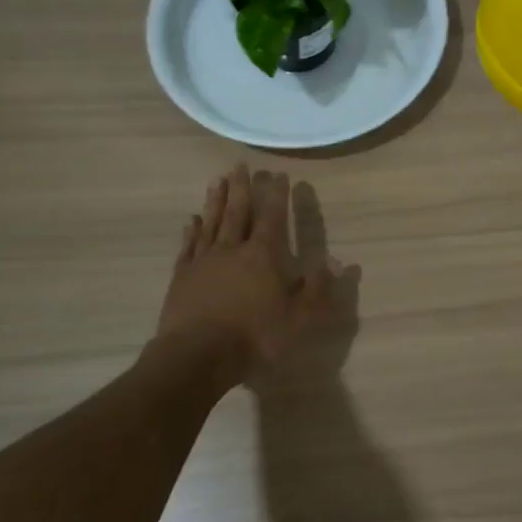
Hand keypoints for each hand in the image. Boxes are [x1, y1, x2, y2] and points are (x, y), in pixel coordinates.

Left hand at [155, 165, 344, 386]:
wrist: (198, 356)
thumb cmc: (256, 336)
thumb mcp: (301, 318)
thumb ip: (319, 288)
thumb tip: (339, 263)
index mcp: (264, 255)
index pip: (273, 216)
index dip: (277, 194)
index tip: (279, 174)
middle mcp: (233, 249)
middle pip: (238, 211)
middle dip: (242, 187)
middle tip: (241, 166)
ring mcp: (204, 261)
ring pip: (212, 222)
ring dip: (215, 200)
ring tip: (218, 180)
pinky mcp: (182, 277)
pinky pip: (189, 246)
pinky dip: (192, 230)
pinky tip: (192, 220)